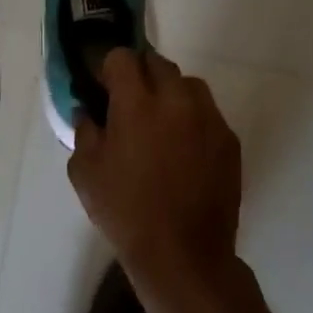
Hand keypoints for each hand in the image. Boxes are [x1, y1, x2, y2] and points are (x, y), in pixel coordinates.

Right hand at [70, 48, 242, 300]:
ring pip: (187, 84)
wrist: (183, 255)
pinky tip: (182, 147)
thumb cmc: (125, 211)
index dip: (108, 68)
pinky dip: (192, 118)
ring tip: (159, 121)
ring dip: (169, 92)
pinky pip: (208, 113)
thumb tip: (88, 110)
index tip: (102, 88)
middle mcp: (176, 100)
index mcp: (137, 103)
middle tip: (128, 103)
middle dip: (139, 75)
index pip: (122, 57)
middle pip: (157, 62)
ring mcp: (208, 119)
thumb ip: (84, 130)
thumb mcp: (85, 171)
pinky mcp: (229, 140)